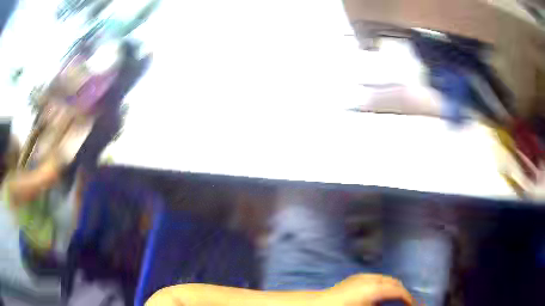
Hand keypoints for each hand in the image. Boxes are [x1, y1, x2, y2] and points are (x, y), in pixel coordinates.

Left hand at [319, 274, 413, 305]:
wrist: (320, 304)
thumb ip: (382, 305)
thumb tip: (392, 303)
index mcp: (376, 288)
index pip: (398, 291)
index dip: (407, 298)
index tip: (411, 304)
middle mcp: (372, 279)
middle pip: (393, 282)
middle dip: (400, 291)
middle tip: (404, 301)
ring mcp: (362, 276)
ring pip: (385, 278)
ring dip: (391, 286)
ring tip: (393, 297)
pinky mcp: (355, 277)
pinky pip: (375, 278)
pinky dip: (381, 283)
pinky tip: (379, 292)